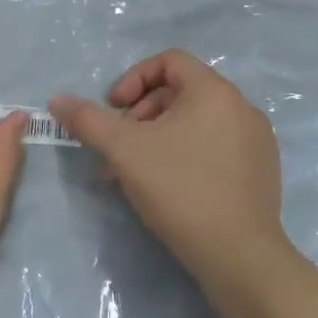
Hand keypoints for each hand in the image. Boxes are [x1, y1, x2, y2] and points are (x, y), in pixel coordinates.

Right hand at [51, 50, 288, 290]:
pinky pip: (214, 148)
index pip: (169, 60)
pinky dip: (184, 157)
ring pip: (194, 124)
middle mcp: (242, 108)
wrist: (239, 256)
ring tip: (133, 176)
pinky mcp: (260, 172)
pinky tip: (167, 190)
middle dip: (140, 116)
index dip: (133, 79)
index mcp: (215, 91)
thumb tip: (57, 100)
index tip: (114, 110)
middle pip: (179, 93)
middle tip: (118, 151)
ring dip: (157, 140)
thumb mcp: (124, 150)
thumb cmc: (180, 189)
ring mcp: (256, 141)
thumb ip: (88, 120)